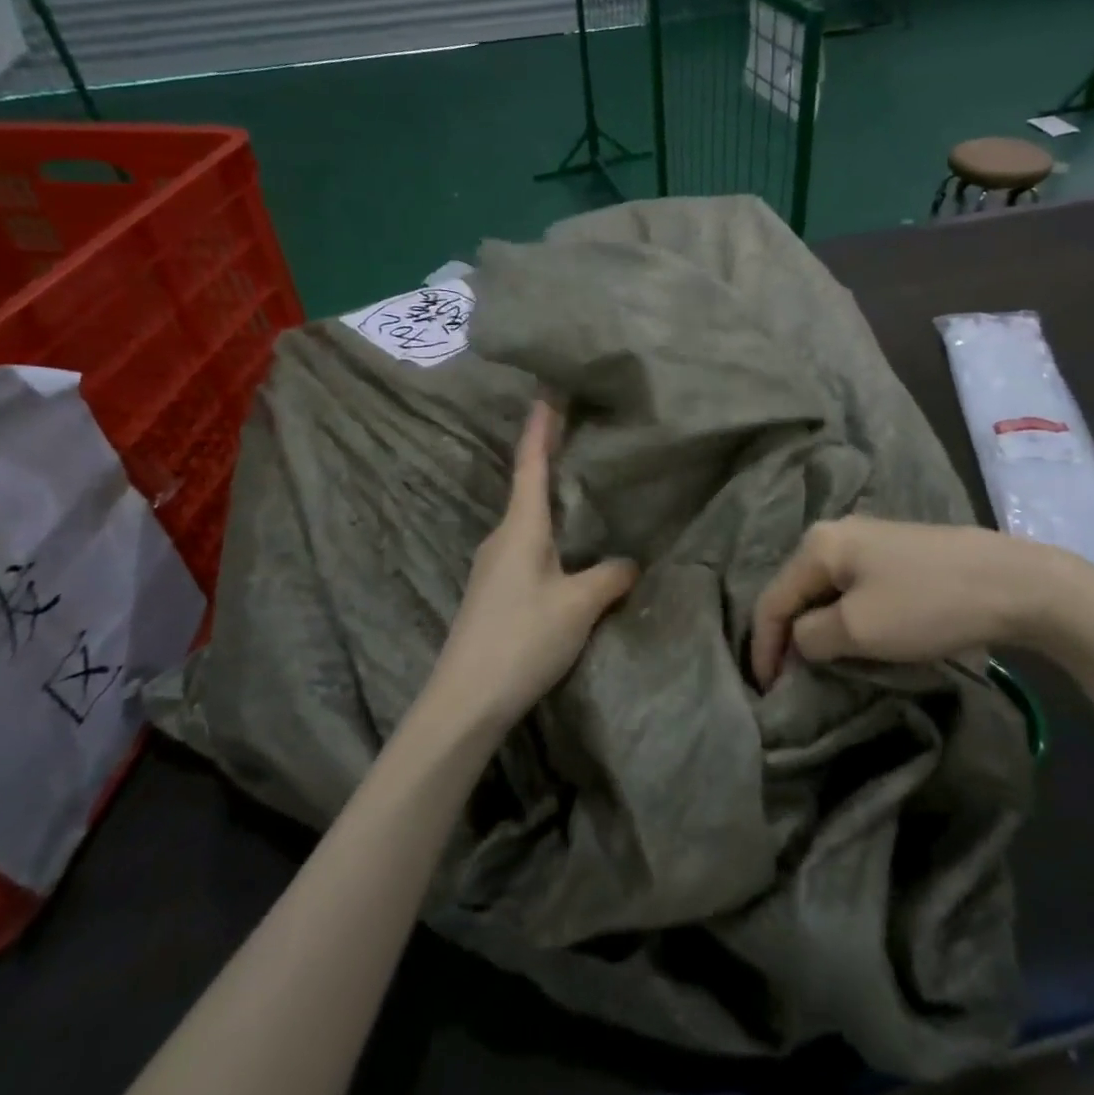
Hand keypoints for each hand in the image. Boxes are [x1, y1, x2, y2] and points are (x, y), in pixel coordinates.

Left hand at [432, 400, 638, 731]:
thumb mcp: (578, 606)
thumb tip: (629, 562)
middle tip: (578, 438)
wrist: (464, 700)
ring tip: (583, 495)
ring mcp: (492, 566)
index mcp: (520, 528)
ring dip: (550, 504)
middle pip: (528, 490)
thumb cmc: (522, 639)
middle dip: (550, 461)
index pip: (531, 465)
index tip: (547, 394)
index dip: (541, 429)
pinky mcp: (493, 592)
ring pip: (528, 523)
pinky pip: (526, 549)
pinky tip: (568, 553)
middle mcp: (501, 538)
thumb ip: (609, 577)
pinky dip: (549, 536)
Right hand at [750, 517, 1078, 688]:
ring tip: (818, 666)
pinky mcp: (897, 554)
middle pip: (795, 591)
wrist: (1014, 582)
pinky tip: (854, 639)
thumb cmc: (926, 604)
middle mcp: (835, 533)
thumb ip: (812, 637)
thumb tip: (800, 641)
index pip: (772, 599)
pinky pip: (852, 589)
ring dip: (817, 629)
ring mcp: (869, 540)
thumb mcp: (858, 629)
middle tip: (789, 680)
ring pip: (825, 591)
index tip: (767, 692)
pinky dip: (844, 618)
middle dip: (787, 637)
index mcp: (818, 544)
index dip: (763, 647)